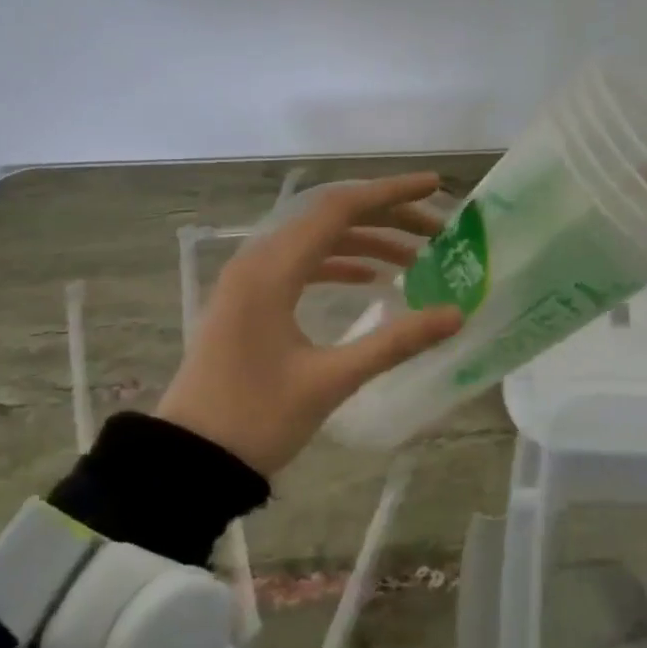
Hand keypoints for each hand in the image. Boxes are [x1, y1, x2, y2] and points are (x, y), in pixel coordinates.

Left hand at [154, 174, 463, 473]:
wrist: (190, 460)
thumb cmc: (258, 419)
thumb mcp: (333, 380)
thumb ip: (396, 342)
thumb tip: (455, 315)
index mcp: (272, 270)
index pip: (340, 208)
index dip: (392, 193)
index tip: (436, 187)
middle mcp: (258, 261)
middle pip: (330, 217)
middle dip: (387, 216)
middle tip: (438, 231)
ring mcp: (250, 280)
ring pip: (317, 239)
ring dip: (366, 241)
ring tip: (416, 257)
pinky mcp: (250, 300)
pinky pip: (301, 264)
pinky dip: (339, 263)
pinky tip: (371, 279)